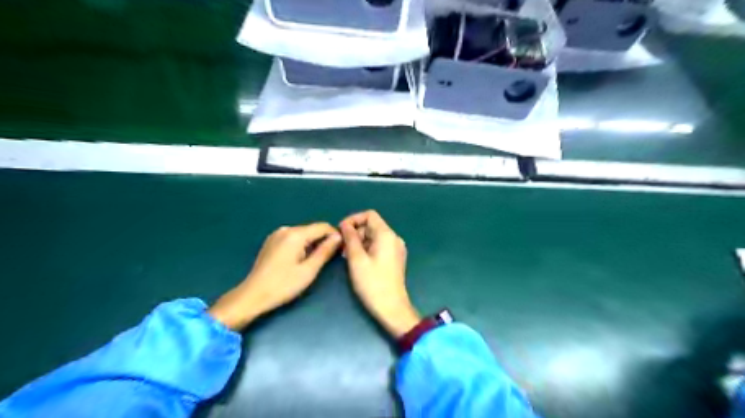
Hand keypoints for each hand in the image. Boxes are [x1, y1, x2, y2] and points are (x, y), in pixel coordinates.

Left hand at [206, 224, 339, 331]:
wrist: (252, 295)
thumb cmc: (283, 285)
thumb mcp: (309, 270)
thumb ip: (325, 251)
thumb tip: (338, 236)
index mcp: (295, 234)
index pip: (323, 227)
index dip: (336, 235)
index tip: (343, 248)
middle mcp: (286, 229)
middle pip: (312, 229)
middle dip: (324, 240)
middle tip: (332, 257)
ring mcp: (277, 235)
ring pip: (303, 234)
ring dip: (313, 243)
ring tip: (318, 260)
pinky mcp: (271, 242)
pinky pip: (293, 239)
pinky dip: (302, 245)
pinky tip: (302, 260)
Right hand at [338, 210, 417, 337]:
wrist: (392, 308)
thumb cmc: (372, 283)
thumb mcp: (356, 259)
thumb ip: (350, 238)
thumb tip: (345, 225)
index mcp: (387, 235)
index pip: (369, 215)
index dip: (353, 219)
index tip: (340, 231)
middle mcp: (394, 238)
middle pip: (372, 226)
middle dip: (355, 232)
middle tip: (341, 247)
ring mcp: (396, 249)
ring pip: (374, 237)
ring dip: (359, 242)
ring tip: (346, 256)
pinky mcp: (395, 258)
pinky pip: (379, 246)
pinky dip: (367, 249)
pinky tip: (357, 261)